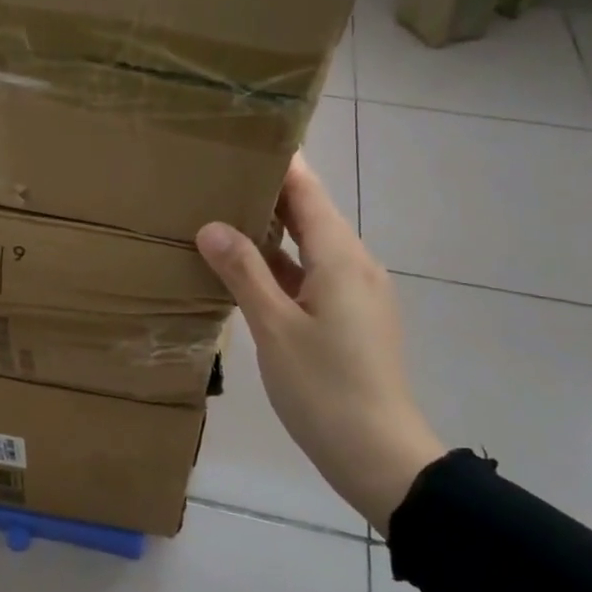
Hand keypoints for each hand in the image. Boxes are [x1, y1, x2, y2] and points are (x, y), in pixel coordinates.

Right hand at [196, 154, 444, 535]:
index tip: (244, 136)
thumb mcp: (274, 328)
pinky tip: (247, 272)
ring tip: (222, 215)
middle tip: (217, 175)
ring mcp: (357, 293)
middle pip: (311, 214)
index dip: (280, 162)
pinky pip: (314, 275)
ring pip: (311, 247)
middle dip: (268, 193)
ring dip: (273, 231)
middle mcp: (355, 265)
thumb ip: (244, 272)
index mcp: (340, 259)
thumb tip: (211, 226)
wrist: (380, 455)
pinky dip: (282, 265)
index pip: (308, 191)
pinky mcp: (353, 318)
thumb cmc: (324, 388)